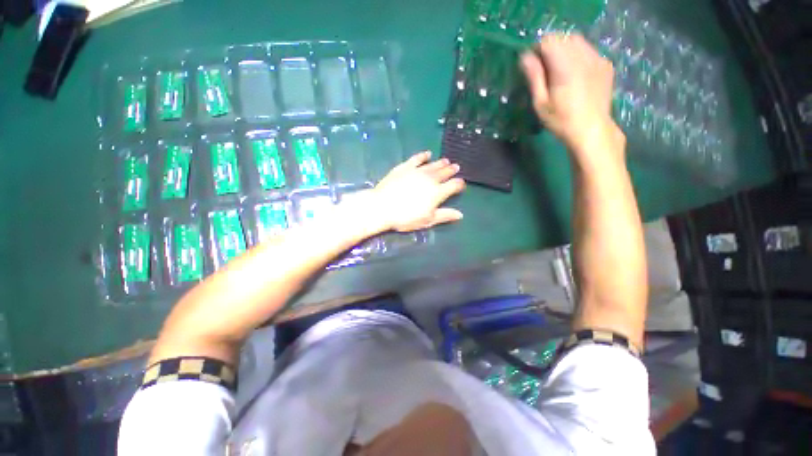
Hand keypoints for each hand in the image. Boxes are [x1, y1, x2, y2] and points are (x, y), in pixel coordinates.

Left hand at [370, 151, 465, 231]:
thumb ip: (444, 215)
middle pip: (444, 172)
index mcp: (438, 193)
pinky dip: (423, 156)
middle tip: (456, 167)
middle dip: (451, 170)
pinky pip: (417, 159)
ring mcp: (417, 171)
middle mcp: (430, 179)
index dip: (459, 184)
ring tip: (446, 161)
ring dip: (441, 163)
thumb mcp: (427, 220)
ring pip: (433, 165)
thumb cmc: (406, 217)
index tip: (461, 183)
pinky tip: (427, 154)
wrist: (383, 207)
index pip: (453, 185)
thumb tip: (460, 214)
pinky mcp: (405, 167)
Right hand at [520, 34, 623, 159]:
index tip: (532, 65)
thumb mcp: (540, 103)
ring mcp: (598, 59)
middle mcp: (584, 57)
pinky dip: (577, 54)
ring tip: (558, 69)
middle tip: (543, 68)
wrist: (591, 130)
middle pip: (563, 37)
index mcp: (566, 67)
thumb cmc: (561, 120)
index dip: (537, 49)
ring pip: (577, 41)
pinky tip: (574, 72)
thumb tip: (525, 57)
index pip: (549, 41)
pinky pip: (588, 49)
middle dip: (550, 48)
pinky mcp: (605, 64)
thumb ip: (534, 77)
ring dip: (564, 49)